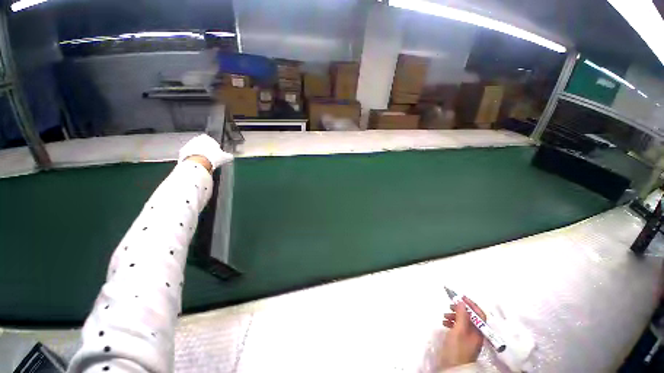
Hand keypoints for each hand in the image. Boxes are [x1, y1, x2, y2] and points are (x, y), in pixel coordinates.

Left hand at [179, 134, 232, 170]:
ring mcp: (188, 145)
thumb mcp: (225, 157)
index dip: (214, 148)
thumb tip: (230, 157)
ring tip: (205, 163)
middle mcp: (196, 139)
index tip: (217, 154)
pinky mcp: (182, 152)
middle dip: (206, 151)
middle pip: (202, 145)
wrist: (198, 164)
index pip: (211, 141)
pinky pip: (190, 155)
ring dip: (199, 155)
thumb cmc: (212, 158)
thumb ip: (228, 156)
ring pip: (195, 150)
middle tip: (211, 159)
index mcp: (206, 138)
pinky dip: (194, 159)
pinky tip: (198, 165)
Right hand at [440, 296, 485, 368]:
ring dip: (454, 316)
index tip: (460, 297)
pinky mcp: (461, 341)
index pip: (479, 314)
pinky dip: (452, 323)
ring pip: (463, 322)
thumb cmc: (457, 348)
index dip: (471, 304)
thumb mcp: (459, 330)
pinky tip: (445, 323)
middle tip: (449, 305)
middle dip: (460, 309)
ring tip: (444, 316)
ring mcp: (468, 338)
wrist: (453, 367)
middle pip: (470, 317)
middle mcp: (475, 334)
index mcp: (479, 332)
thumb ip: (462, 316)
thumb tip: (462, 302)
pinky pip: (458, 327)